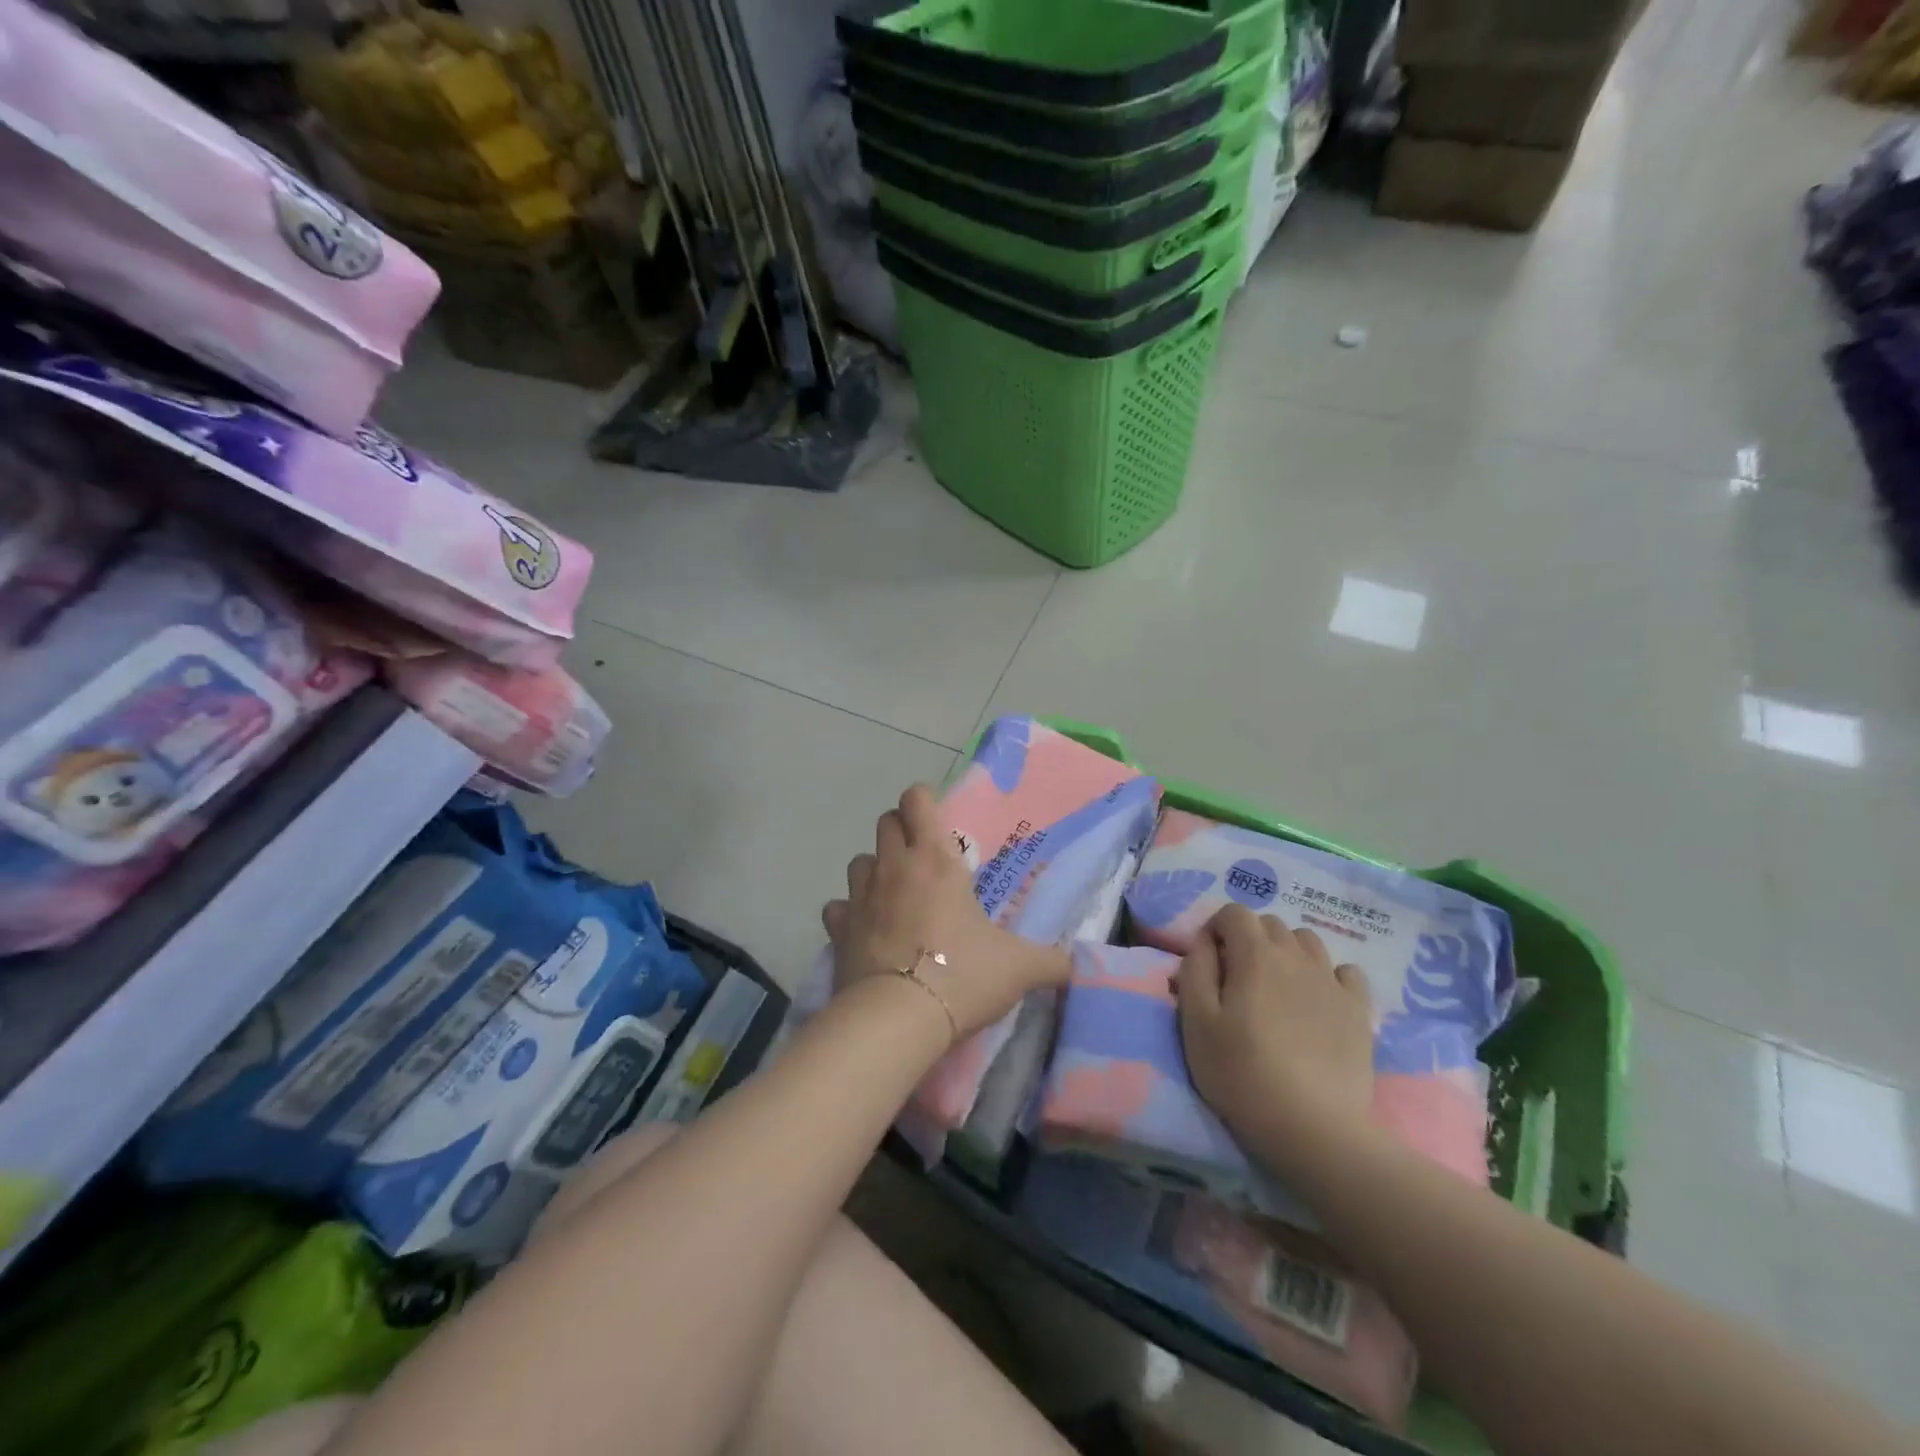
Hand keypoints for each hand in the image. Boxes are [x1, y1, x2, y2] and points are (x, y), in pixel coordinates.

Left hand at [822, 785, 1068, 1040]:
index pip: (916, 800)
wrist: (898, 1018)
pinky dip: (849, 912)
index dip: (924, 802)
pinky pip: (837, 907)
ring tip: (895, 894)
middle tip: (924, 860)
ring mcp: (860, 896)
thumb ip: (1051, 961)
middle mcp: (893, 866)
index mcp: (935, 860)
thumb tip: (1079, 964)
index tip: (939, 822)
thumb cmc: (962, 975)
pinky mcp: (837, 929)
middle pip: (885, 822)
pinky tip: (865, 930)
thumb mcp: (1018, 968)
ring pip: (859, 860)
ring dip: (875, 869)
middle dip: (901, 831)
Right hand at [1177, 904, 1373, 1148]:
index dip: (1216, 929)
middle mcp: (1296, 956)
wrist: (1312, 1127)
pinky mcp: (1359, 1010)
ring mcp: (1332, 981)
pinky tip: (1318, 1002)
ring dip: (1287, 952)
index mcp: (1255, 954)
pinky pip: (1345, 972)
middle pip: (1270, 924)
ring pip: (1307, 942)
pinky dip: (1328, 976)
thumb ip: (1195, 970)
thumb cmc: (1241, 1072)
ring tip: (1277, 990)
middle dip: (1249, 939)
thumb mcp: (1196, 1021)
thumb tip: (1205, 942)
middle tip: (1238, 979)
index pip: (1234, 912)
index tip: (1209, 961)